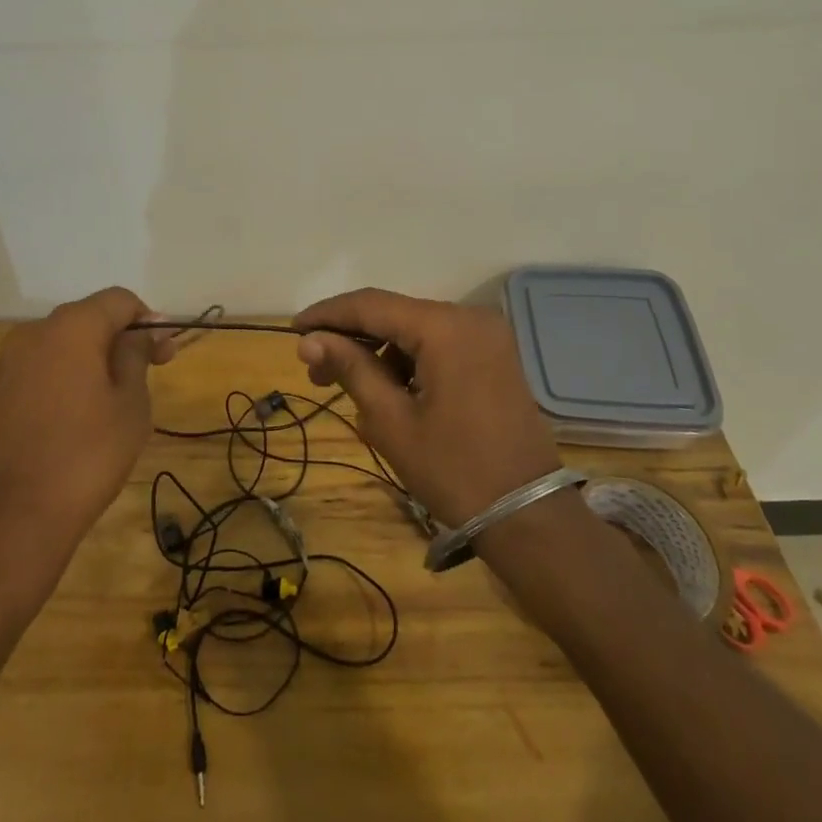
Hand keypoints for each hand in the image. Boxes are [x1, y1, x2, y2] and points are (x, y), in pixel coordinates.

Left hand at [0, 287, 175, 561]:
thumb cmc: (84, 458)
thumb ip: (136, 358)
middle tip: (142, 378)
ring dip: (84, 365)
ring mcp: (0, 368)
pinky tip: (65, 427)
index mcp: (70, 328)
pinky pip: (31, 378)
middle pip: (84, 321)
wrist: (4, 523)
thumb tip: (140, 333)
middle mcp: (30, 335)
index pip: (118, 300)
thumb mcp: (130, 406)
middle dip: (116, 341)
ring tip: (104, 407)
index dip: (148, 320)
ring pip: (55, 351)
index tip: (164, 355)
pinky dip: (55, 387)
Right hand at [294, 289, 559, 527]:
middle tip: (314, 372)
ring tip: (350, 390)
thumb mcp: (391, 420)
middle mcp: (469, 317)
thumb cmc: (453, 469)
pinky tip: (388, 393)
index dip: (328, 315)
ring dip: (378, 353)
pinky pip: (438, 346)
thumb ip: (350, 368)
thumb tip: (309, 340)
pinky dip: (408, 362)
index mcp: (445, 327)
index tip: (293, 330)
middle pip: (394, 315)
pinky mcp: (493, 356)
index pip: (371, 305)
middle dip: (351, 339)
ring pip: (415, 331)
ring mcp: (486, 336)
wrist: (528, 515)